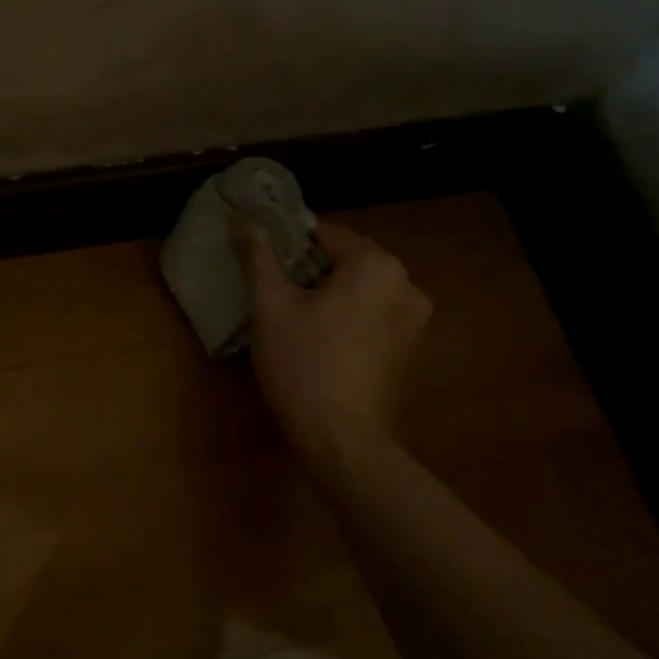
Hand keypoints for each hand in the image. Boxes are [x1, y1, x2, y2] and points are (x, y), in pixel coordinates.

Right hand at [240, 218, 431, 490]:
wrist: (342, 441)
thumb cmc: (302, 364)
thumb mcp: (270, 305)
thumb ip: (258, 255)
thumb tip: (242, 217)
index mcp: (376, 265)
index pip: (324, 234)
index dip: (287, 244)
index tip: (262, 263)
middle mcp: (407, 284)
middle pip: (346, 261)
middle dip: (310, 272)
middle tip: (273, 293)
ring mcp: (416, 320)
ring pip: (361, 290)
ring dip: (331, 296)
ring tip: (295, 319)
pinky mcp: (413, 350)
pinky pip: (374, 317)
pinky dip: (350, 319)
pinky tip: (323, 343)